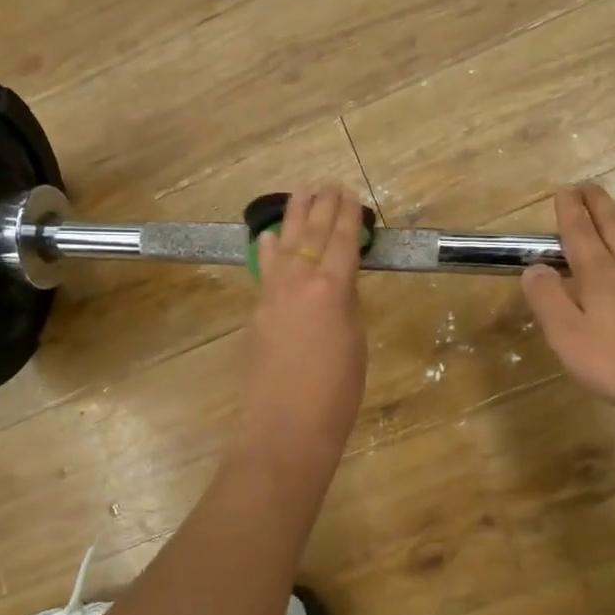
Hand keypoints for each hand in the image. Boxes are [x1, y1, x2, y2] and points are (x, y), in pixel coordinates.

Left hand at [237, 184, 368, 468]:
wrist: (285, 429)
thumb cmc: (335, 394)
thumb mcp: (355, 343)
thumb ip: (346, 306)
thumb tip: (338, 285)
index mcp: (332, 289)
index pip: (342, 241)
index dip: (347, 216)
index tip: (350, 194)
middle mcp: (299, 282)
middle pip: (311, 235)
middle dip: (321, 207)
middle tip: (328, 184)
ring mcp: (273, 296)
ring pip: (284, 245)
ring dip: (293, 218)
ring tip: (300, 194)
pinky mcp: (258, 313)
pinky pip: (266, 269)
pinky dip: (270, 249)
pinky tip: (269, 238)